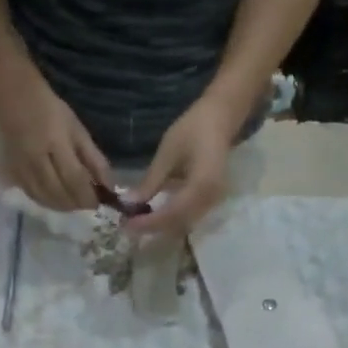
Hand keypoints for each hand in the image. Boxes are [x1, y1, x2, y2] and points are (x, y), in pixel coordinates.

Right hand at [0, 39, 112, 211]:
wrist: (11, 94)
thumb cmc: (48, 107)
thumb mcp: (76, 128)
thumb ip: (94, 158)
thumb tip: (109, 185)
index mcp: (56, 143)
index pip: (75, 179)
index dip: (88, 196)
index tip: (100, 203)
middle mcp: (37, 159)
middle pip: (59, 193)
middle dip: (77, 204)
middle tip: (89, 204)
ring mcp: (22, 167)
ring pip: (45, 198)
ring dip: (63, 206)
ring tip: (75, 203)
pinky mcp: (13, 172)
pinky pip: (32, 195)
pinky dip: (47, 202)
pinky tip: (57, 199)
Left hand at [127, 92, 237, 237]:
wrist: (220, 119)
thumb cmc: (193, 129)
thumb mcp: (167, 154)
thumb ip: (150, 182)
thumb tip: (128, 204)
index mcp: (202, 185)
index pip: (172, 213)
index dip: (149, 222)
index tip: (126, 225)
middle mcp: (210, 199)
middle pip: (178, 224)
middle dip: (152, 228)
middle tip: (127, 226)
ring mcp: (213, 202)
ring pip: (183, 224)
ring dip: (160, 226)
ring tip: (137, 222)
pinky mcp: (210, 201)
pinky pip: (188, 217)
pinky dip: (169, 220)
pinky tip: (153, 215)